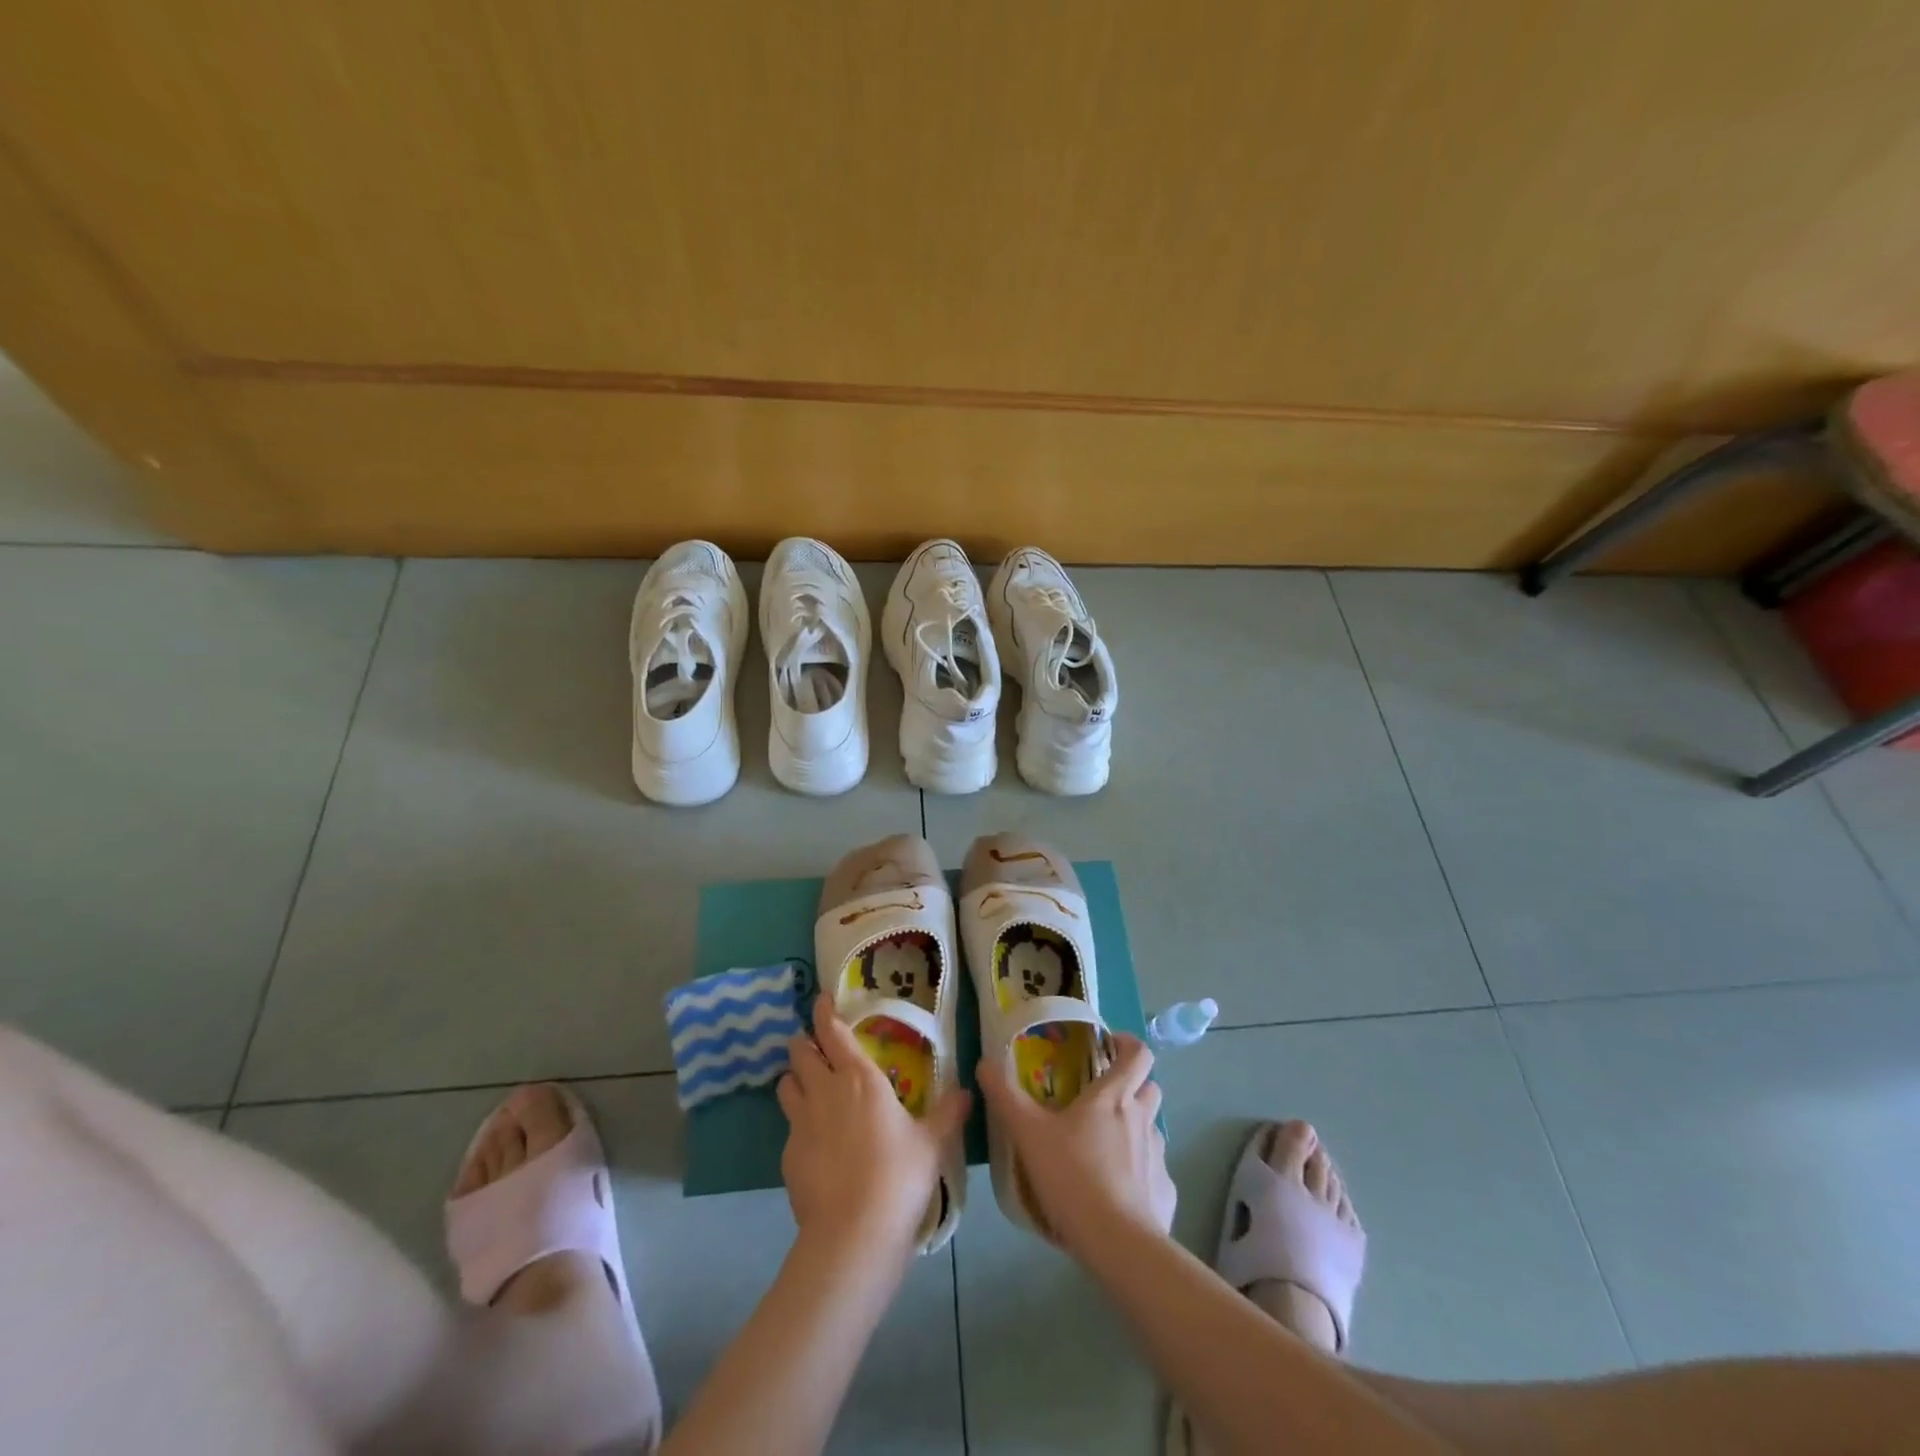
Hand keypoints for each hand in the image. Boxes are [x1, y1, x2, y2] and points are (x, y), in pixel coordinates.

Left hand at [777, 994, 969, 1261]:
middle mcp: (825, 1091)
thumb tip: (967, 1092)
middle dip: (804, 1044)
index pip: (833, 1032)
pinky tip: (814, 1143)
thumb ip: (948, 1113)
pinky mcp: (787, 1157)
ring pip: (786, 1086)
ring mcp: (800, 1123)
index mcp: (859, 1077)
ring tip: (806, 1086)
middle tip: (814, 1045)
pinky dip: (798, 1124)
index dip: (824, 1013)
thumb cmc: (899, 1176)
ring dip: (794, 1079)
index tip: (820, 1000)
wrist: (854, 1235)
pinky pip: (789, 1127)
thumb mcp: (932, 1143)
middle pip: (801, 1053)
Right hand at [977, 1033, 1175, 1253]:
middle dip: (1133, 1084)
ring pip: (1152, 1128)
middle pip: (1150, 1086)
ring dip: (1136, 1127)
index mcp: (1113, 1096)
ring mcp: (1159, 1156)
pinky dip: (1141, 1173)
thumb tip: (984, 1063)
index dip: (1128, 1044)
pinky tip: (1119, 1192)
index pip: (1138, 1053)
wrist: (1117, 1243)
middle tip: (1102, 1097)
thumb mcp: (1028, 1133)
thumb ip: (1005, 1096)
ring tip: (1106, 1146)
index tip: (1110, 1046)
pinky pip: (1155, 1172)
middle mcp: (1142, 1118)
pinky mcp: (1166, 1192)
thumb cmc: (1073, 1176)